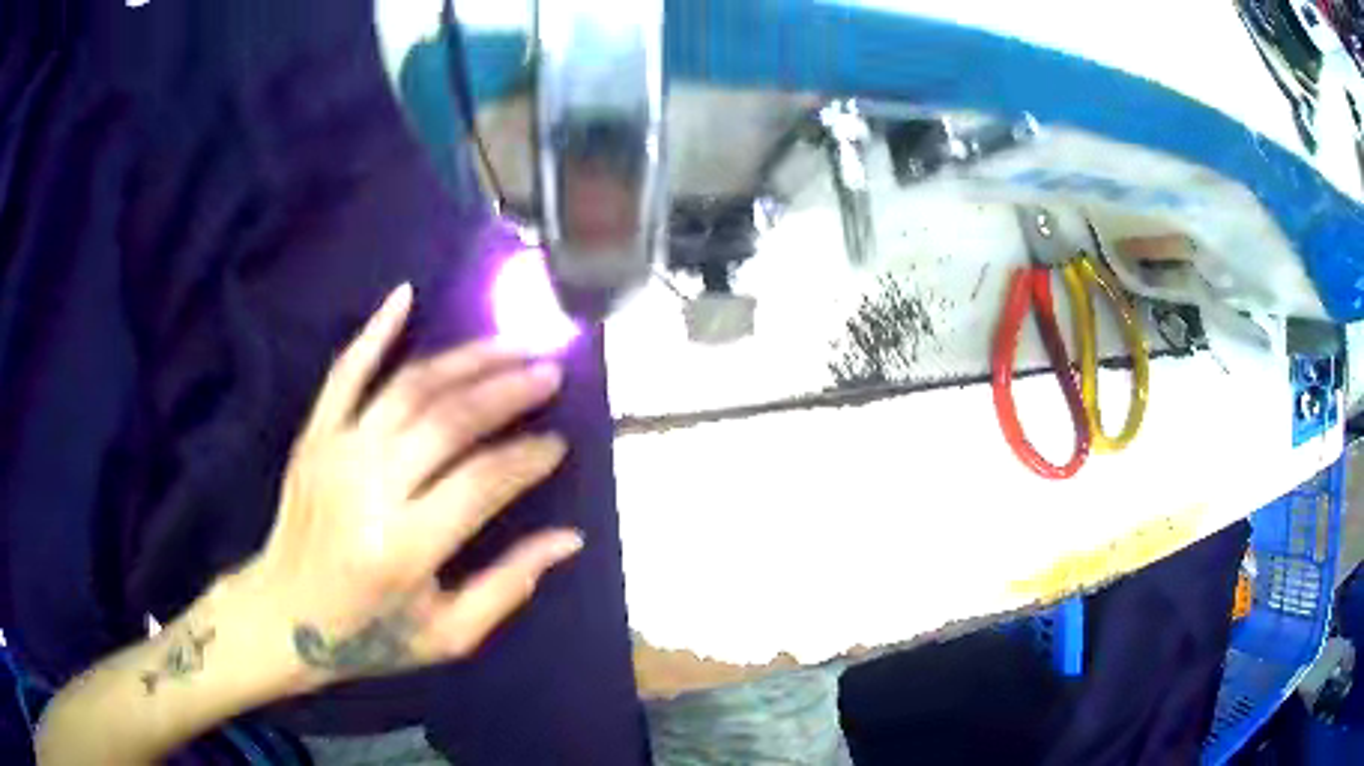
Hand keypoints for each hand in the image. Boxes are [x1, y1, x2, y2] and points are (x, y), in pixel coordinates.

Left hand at [237, 284, 582, 690]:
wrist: (283, 617)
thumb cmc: (370, 636)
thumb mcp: (448, 636)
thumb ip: (509, 586)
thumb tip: (570, 539)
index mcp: (404, 548)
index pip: (482, 483)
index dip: (528, 458)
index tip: (559, 444)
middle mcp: (368, 489)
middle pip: (448, 420)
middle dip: (508, 390)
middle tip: (550, 371)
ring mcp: (335, 453)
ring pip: (409, 387)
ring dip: (466, 359)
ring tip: (512, 344)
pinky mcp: (313, 437)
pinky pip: (345, 373)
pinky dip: (375, 331)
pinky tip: (406, 295)